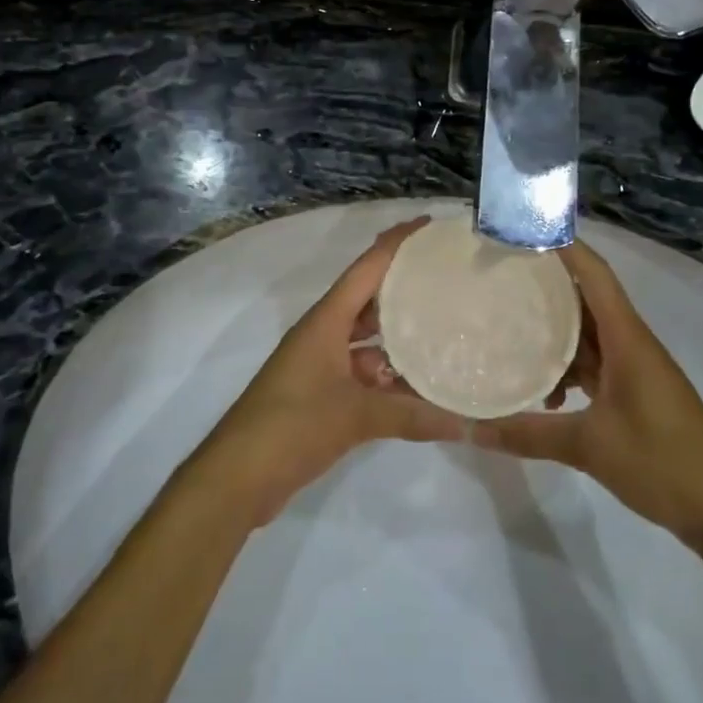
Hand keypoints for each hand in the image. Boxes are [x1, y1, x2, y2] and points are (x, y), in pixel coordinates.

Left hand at [197, 217, 462, 524]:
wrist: (237, 476)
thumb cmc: (292, 426)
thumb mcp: (355, 416)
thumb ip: (411, 415)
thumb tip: (465, 421)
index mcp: (326, 320)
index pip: (367, 267)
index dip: (396, 243)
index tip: (428, 225)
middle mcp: (323, 333)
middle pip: (369, 298)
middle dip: (404, 287)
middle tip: (446, 280)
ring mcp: (320, 364)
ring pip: (367, 339)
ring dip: (399, 337)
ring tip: (444, 331)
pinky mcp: (321, 393)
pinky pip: (361, 372)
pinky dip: (388, 376)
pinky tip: (419, 387)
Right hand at [475, 241, 702, 546]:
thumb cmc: (662, 462)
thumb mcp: (589, 447)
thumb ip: (528, 434)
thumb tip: (471, 429)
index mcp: (627, 337)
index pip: (593, 273)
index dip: (562, 245)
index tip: (522, 230)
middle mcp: (631, 341)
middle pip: (587, 297)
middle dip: (547, 284)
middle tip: (501, 275)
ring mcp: (635, 367)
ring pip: (589, 332)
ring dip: (556, 331)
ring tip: (511, 330)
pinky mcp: (636, 392)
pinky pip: (596, 362)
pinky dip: (569, 367)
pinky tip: (544, 393)